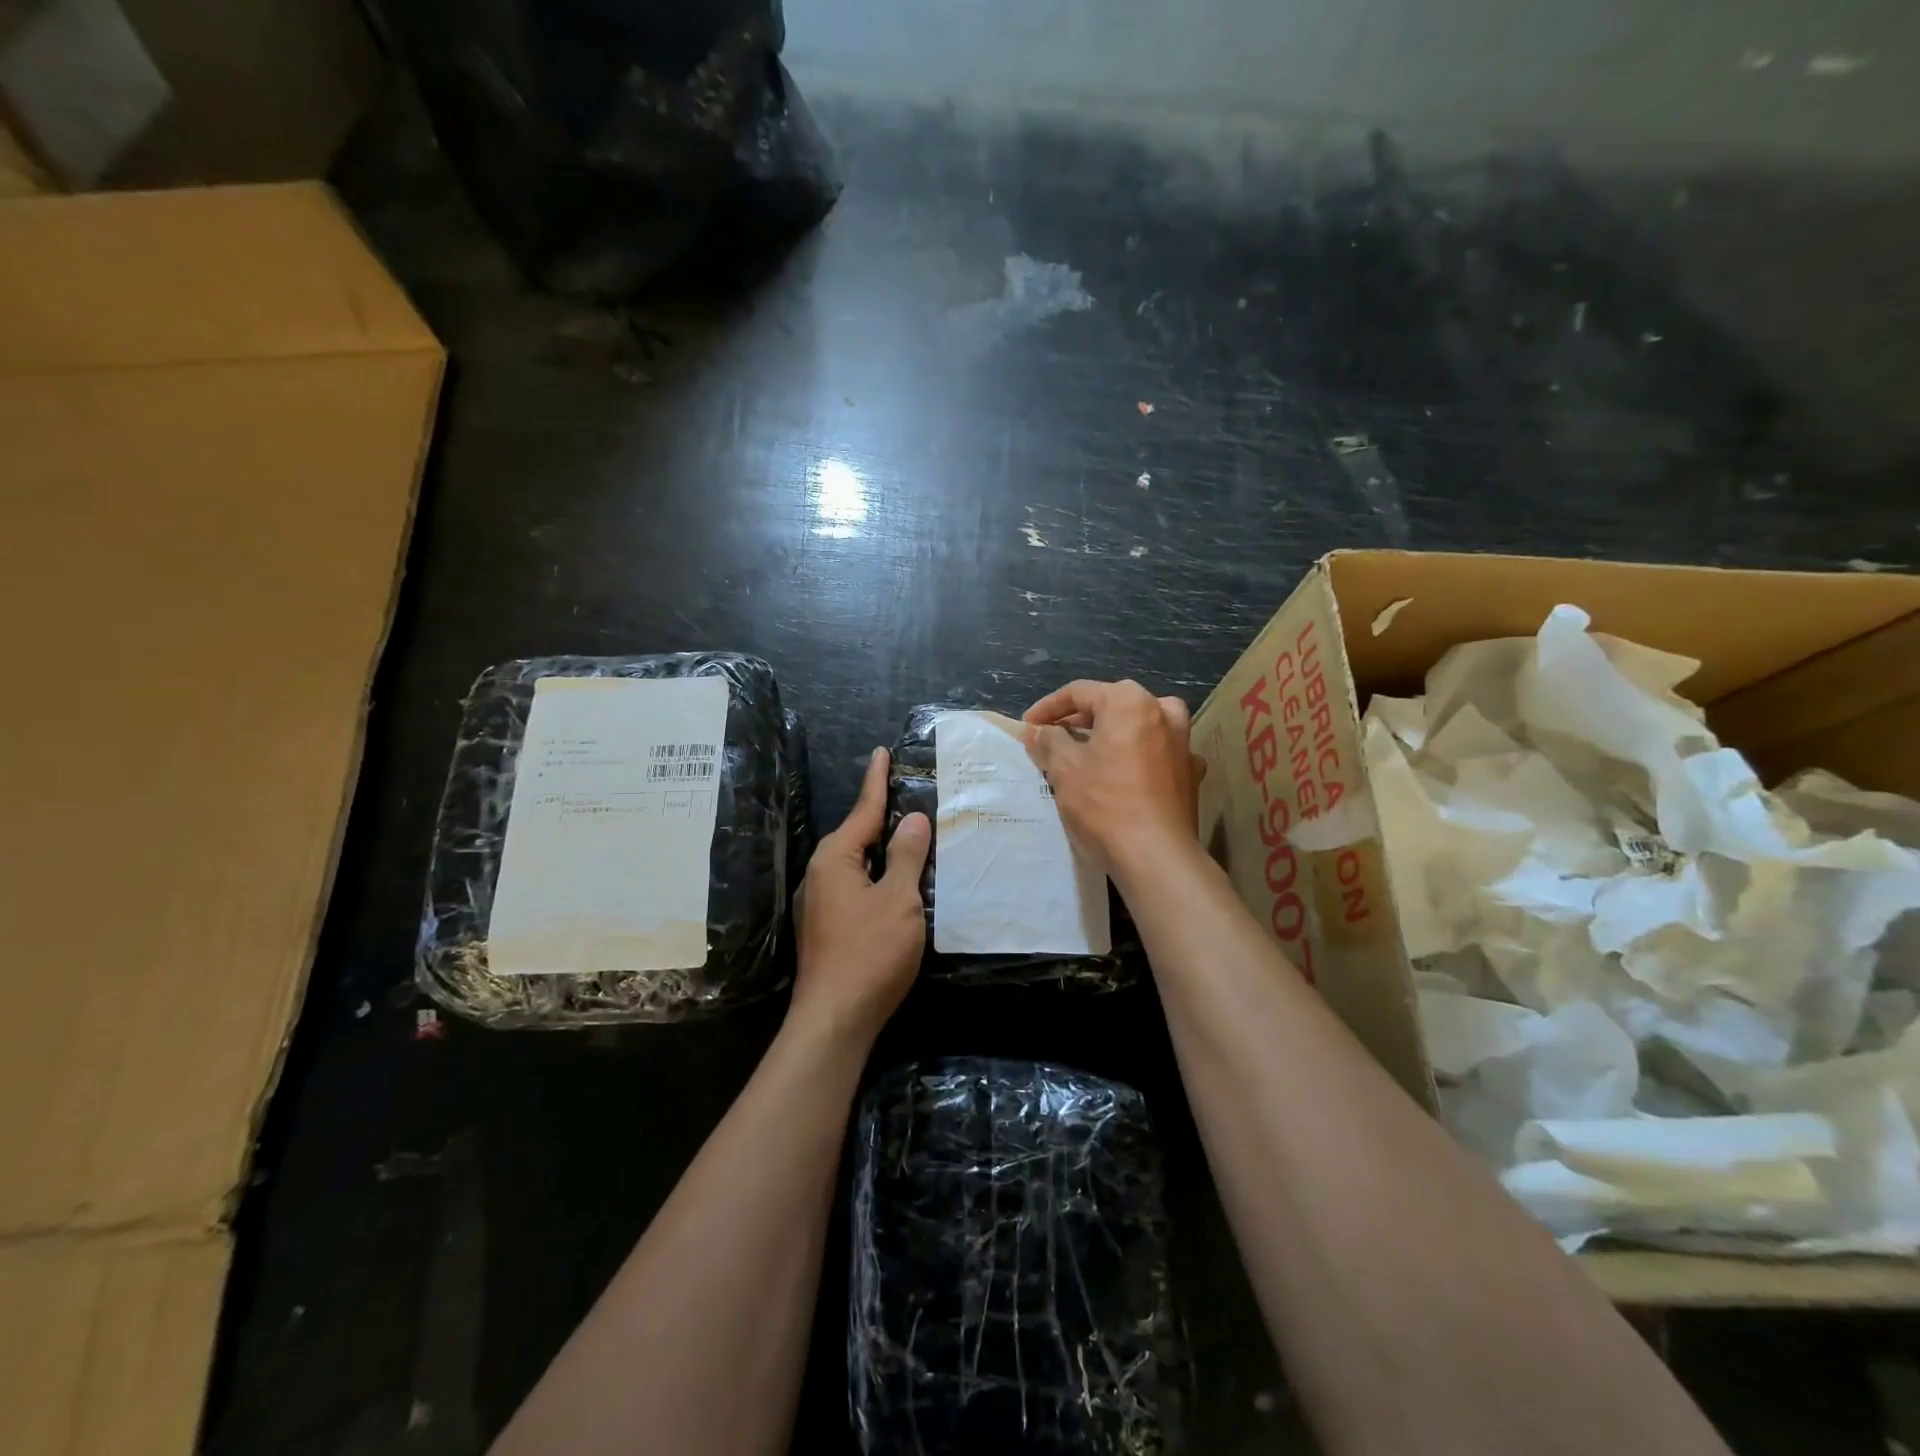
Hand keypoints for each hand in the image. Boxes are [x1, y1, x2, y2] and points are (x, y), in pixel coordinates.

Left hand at [791, 747, 930, 1045]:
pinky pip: (856, 885)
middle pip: (858, 835)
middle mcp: (821, 873)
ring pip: (857, 863)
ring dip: (882, 850)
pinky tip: (896, 883)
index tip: (881, 752)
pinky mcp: (826, 926)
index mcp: (835, 859)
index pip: (863, 809)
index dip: (877, 781)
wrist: (835, 1018)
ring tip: (910, 836)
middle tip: (910, 795)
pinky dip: (877, 875)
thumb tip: (913, 819)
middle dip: (882, 816)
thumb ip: (907, 856)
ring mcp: (820, 902)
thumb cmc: (870, 952)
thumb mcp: (898, 899)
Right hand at [1023, 680, 1204, 880]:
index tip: (1027, 726)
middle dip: (1080, 721)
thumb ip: (1049, 741)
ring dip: (1111, 736)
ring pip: (1138, 727)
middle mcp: (1162, 712)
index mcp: (1129, 701)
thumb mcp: (1064, 769)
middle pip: (1112, 706)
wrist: (1156, 856)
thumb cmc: (1104, 804)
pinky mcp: (1191, 774)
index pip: (1079, 693)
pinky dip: (1137, 757)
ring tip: (1087, 753)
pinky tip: (1124, 774)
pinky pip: (1156, 754)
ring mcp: (1183, 743)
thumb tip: (1037, 731)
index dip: (1047, 708)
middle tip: (1053, 738)